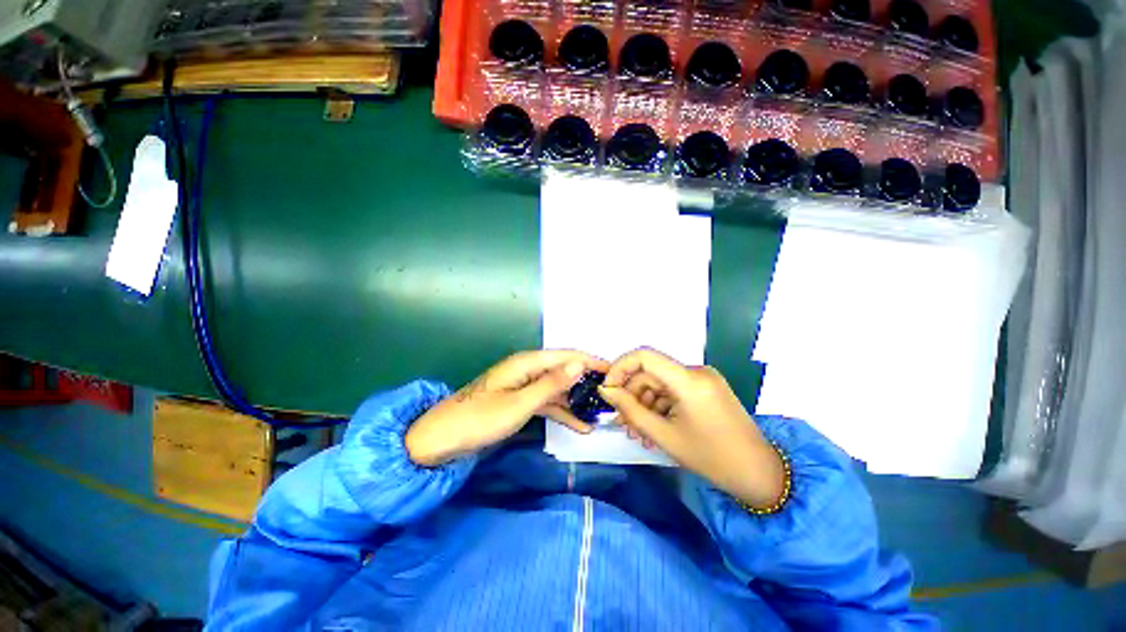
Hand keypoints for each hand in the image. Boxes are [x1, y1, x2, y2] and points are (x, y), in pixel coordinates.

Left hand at [405, 350, 608, 465]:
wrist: (442, 439)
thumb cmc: (480, 419)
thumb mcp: (519, 403)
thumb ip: (551, 384)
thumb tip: (579, 363)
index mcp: (527, 363)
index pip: (567, 355)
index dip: (591, 361)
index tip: (614, 371)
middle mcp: (527, 369)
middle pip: (564, 371)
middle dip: (587, 382)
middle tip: (612, 396)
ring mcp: (523, 385)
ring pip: (557, 388)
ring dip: (577, 401)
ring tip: (601, 414)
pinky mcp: (519, 400)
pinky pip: (547, 402)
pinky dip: (562, 412)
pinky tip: (579, 425)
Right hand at [598, 348, 785, 508]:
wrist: (760, 474)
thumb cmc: (712, 458)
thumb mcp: (664, 436)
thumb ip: (630, 410)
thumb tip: (606, 391)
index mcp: (689, 380)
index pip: (644, 355)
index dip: (620, 367)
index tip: (608, 390)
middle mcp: (696, 371)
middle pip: (650, 372)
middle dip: (631, 395)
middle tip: (622, 423)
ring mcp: (702, 379)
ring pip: (660, 383)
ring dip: (644, 404)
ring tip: (638, 432)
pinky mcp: (705, 388)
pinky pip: (673, 390)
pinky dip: (660, 406)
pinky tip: (654, 428)